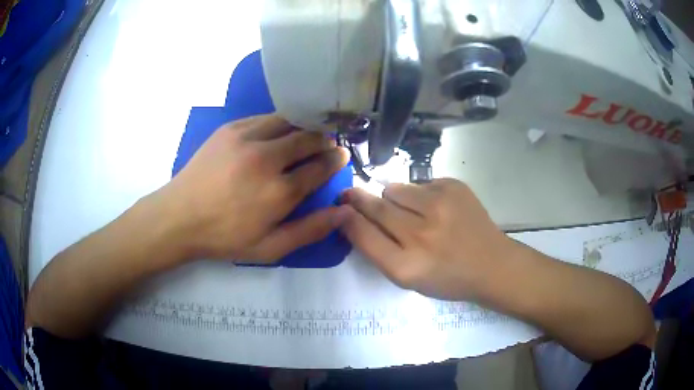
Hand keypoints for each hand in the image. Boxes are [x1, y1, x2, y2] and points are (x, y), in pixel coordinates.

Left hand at [156, 114, 349, 262]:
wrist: (179, 217)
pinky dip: (278, 122)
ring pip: (288, 121)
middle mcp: (267, 158)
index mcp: (279, 191)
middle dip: (324, 139)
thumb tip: (343, 212)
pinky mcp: (230, 128)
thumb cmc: (225, 237)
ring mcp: (246, 138)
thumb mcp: (269, 248)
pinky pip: (264, 118)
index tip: (341, 156)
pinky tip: (277, 132)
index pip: (320, 167)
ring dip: (303, 126)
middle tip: (327, 143)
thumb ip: (309, 231)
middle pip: (308, 138)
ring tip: (306, 134)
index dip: (335, 160)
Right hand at [340, 178, 512, 300]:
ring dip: (393, 198)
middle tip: (350, 194)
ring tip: (410, 211)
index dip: (346, 217)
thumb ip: (377, 250)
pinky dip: (420, 195)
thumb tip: (352, 217)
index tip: (339, 207)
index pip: (362, 233)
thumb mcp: (408, 278)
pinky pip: (420, 183)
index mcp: (407, 266)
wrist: (492, 264)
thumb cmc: (447, 278)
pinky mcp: (454, 186)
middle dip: (358, 199)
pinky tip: (436, 209)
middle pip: (375, 206)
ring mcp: (440, 205)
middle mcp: (422, 234)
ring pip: (395, 188)